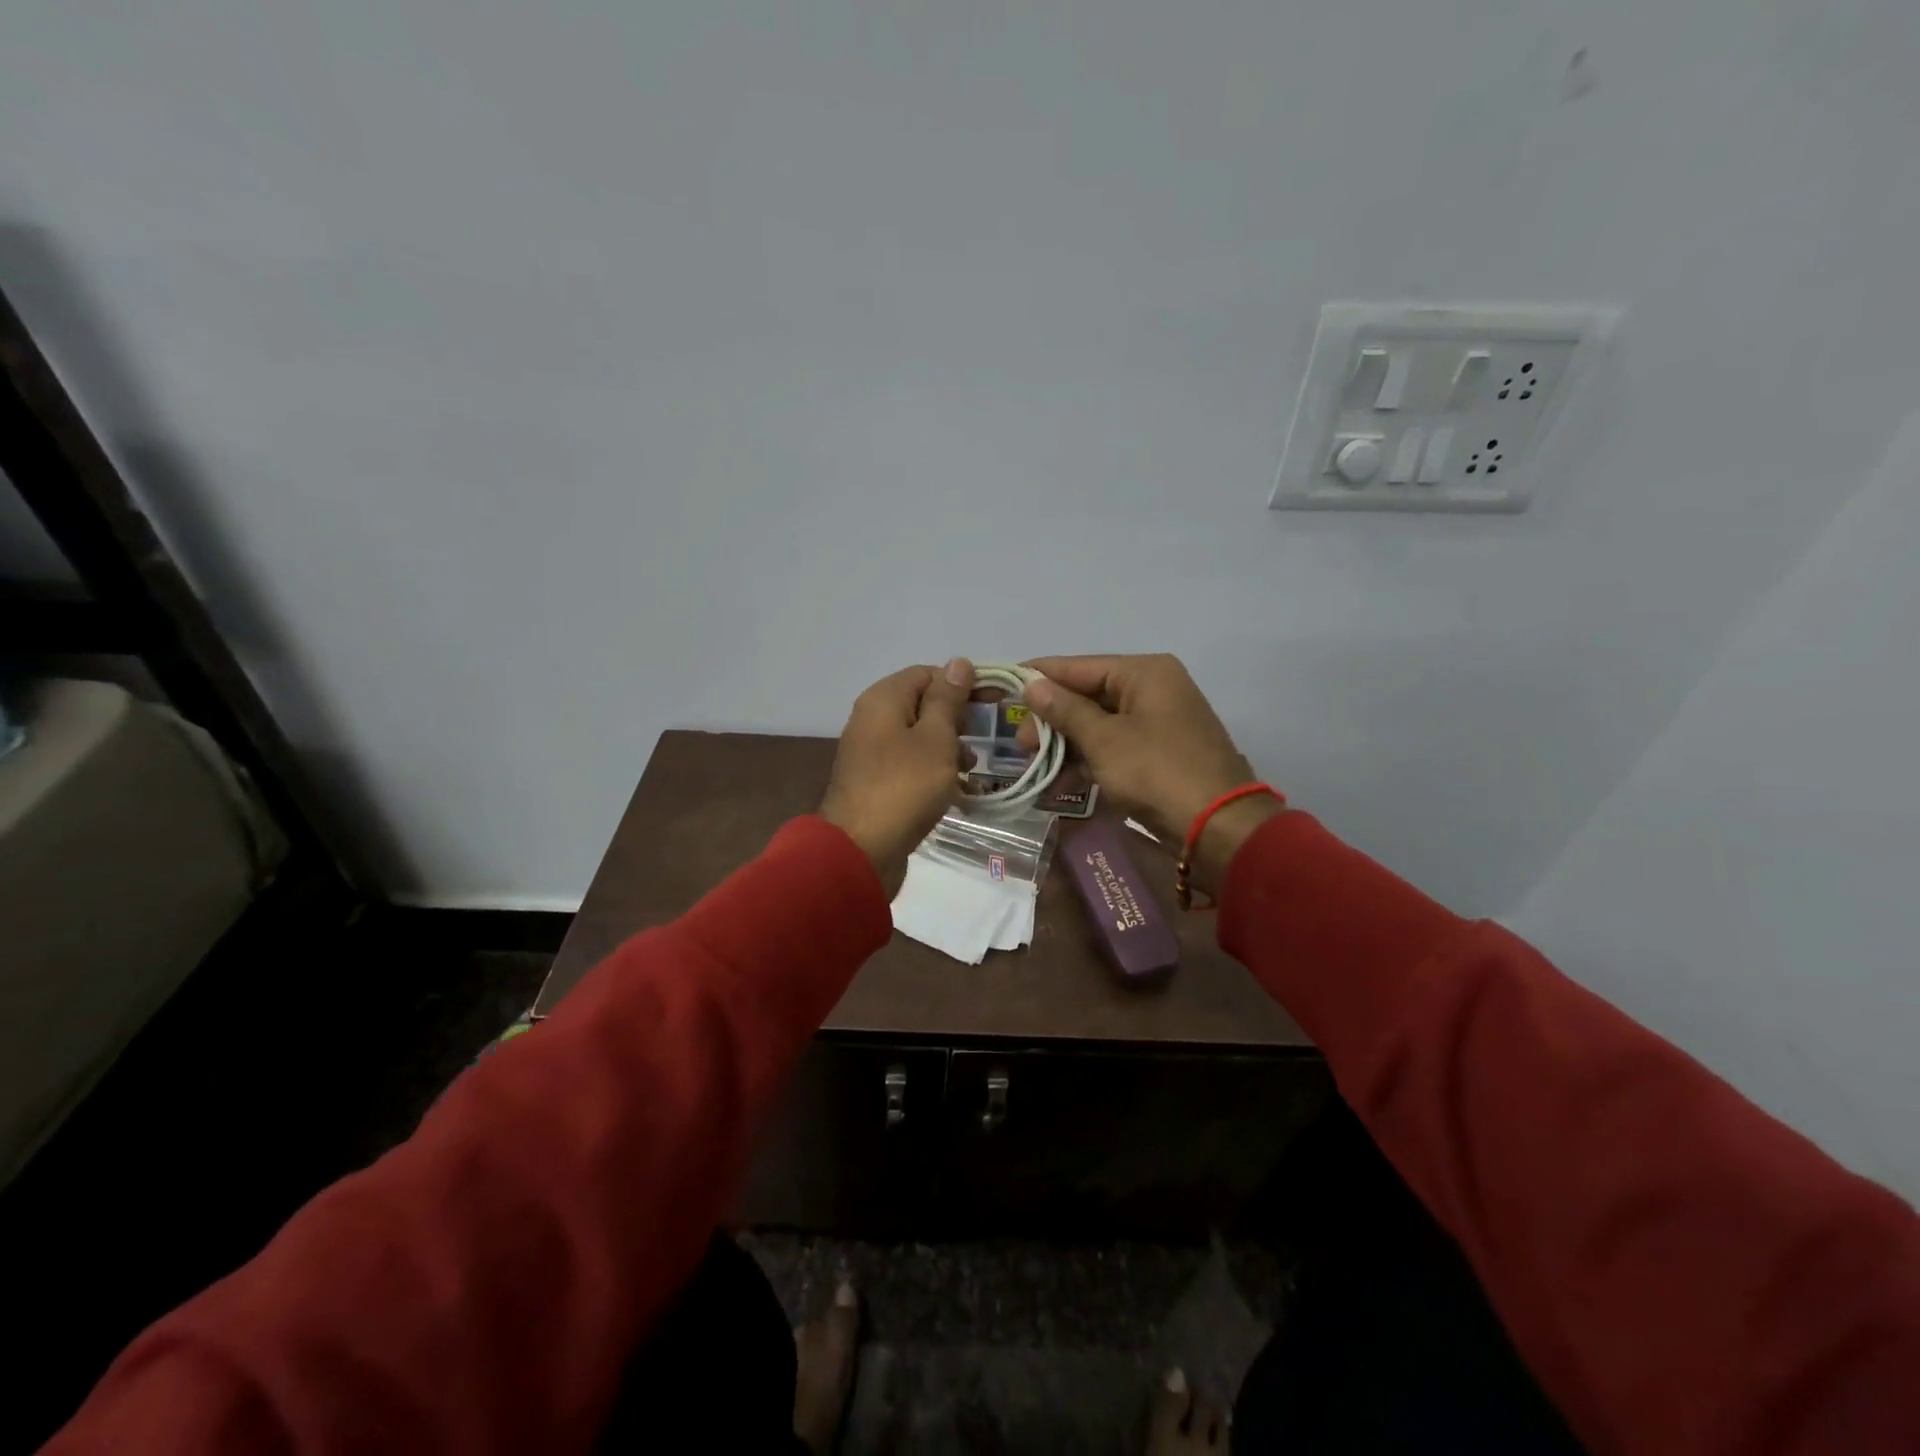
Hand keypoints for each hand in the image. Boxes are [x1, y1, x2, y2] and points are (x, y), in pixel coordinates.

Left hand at [820, 659, 974, 897]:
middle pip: (921, 704)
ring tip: (971, 767)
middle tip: (984, 735)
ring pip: (918, 737)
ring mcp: (872, 753)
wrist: (861, 850)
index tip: (995, 701)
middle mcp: (872, 719)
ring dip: (948, 747)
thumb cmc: (904, 787)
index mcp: (883, 700)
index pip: (928, 674)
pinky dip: (934, 771)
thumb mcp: (935, 738)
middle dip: (956, 718)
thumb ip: (948, 700)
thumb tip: (957, 662)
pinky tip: (956, 789)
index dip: (962, 683)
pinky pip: (911, 764)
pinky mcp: (876, 782)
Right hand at [1018, 653, 1281, 893]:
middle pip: (1089, 695)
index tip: (1004, 684)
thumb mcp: (1103, 740)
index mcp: (1145, 673)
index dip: (1040, 676)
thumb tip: (1032, 685)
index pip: (1080, 666)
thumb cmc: (1156, 772)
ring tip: (1035, 765)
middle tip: (1021, 743)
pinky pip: (1115, 746)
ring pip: (1099, 724)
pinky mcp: (1160, 752)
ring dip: (1067, 744)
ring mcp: (1159, 721)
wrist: (1218, 826)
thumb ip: (1065, 710)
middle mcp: (1154, 688)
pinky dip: (1090, 761)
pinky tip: (1062, 782)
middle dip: (1052, 719)